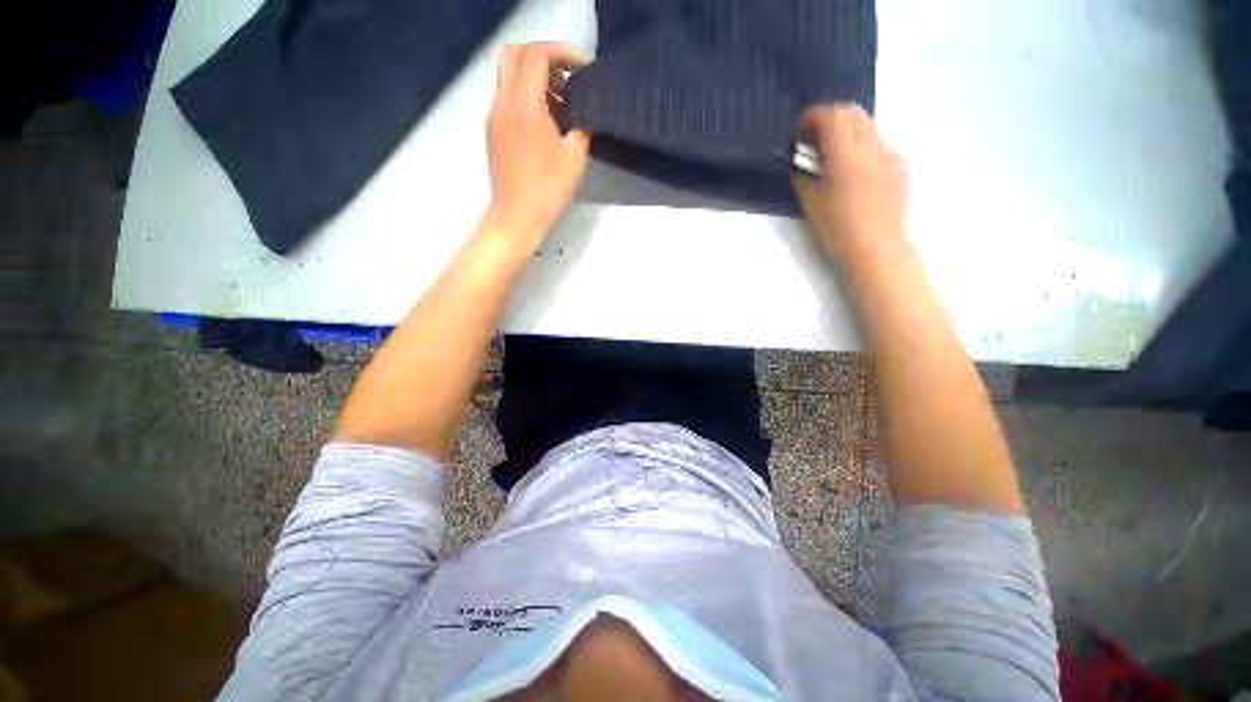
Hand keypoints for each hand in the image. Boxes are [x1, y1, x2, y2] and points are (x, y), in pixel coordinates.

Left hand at [484, 43, 591, 250]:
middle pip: (516, 54)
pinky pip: (506, 96)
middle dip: (545, 59)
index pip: (537, 54)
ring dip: (534, 78)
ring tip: (559, 106)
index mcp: (525, 106)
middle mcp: (503, 102)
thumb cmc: (548, 191)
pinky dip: (525, 95)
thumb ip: (581, 126)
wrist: (516, 217)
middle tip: (567, 83)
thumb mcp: (575, 159)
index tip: (583, 68)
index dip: (562, 52)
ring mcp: (493, 116)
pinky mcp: (492, 130)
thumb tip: (582, 111)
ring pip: (509, 74)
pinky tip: (544, 123)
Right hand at [792, 104, 908, 262]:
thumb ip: (803, 176)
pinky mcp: (900, 167)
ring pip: (869, 126)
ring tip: (833, 154)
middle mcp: (871, 147)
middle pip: (852, 113)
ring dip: (847, 130)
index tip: (800, 130)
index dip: (812, 117)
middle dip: (830, 118)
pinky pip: (880, 145)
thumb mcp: (810, 203)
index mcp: (845, 156)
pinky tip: (855, 171)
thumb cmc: (837, 230)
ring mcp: (890, 155)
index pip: (831, 116)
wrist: (876, 250)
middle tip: (814, 139)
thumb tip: (799, 163)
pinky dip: (863, 147)